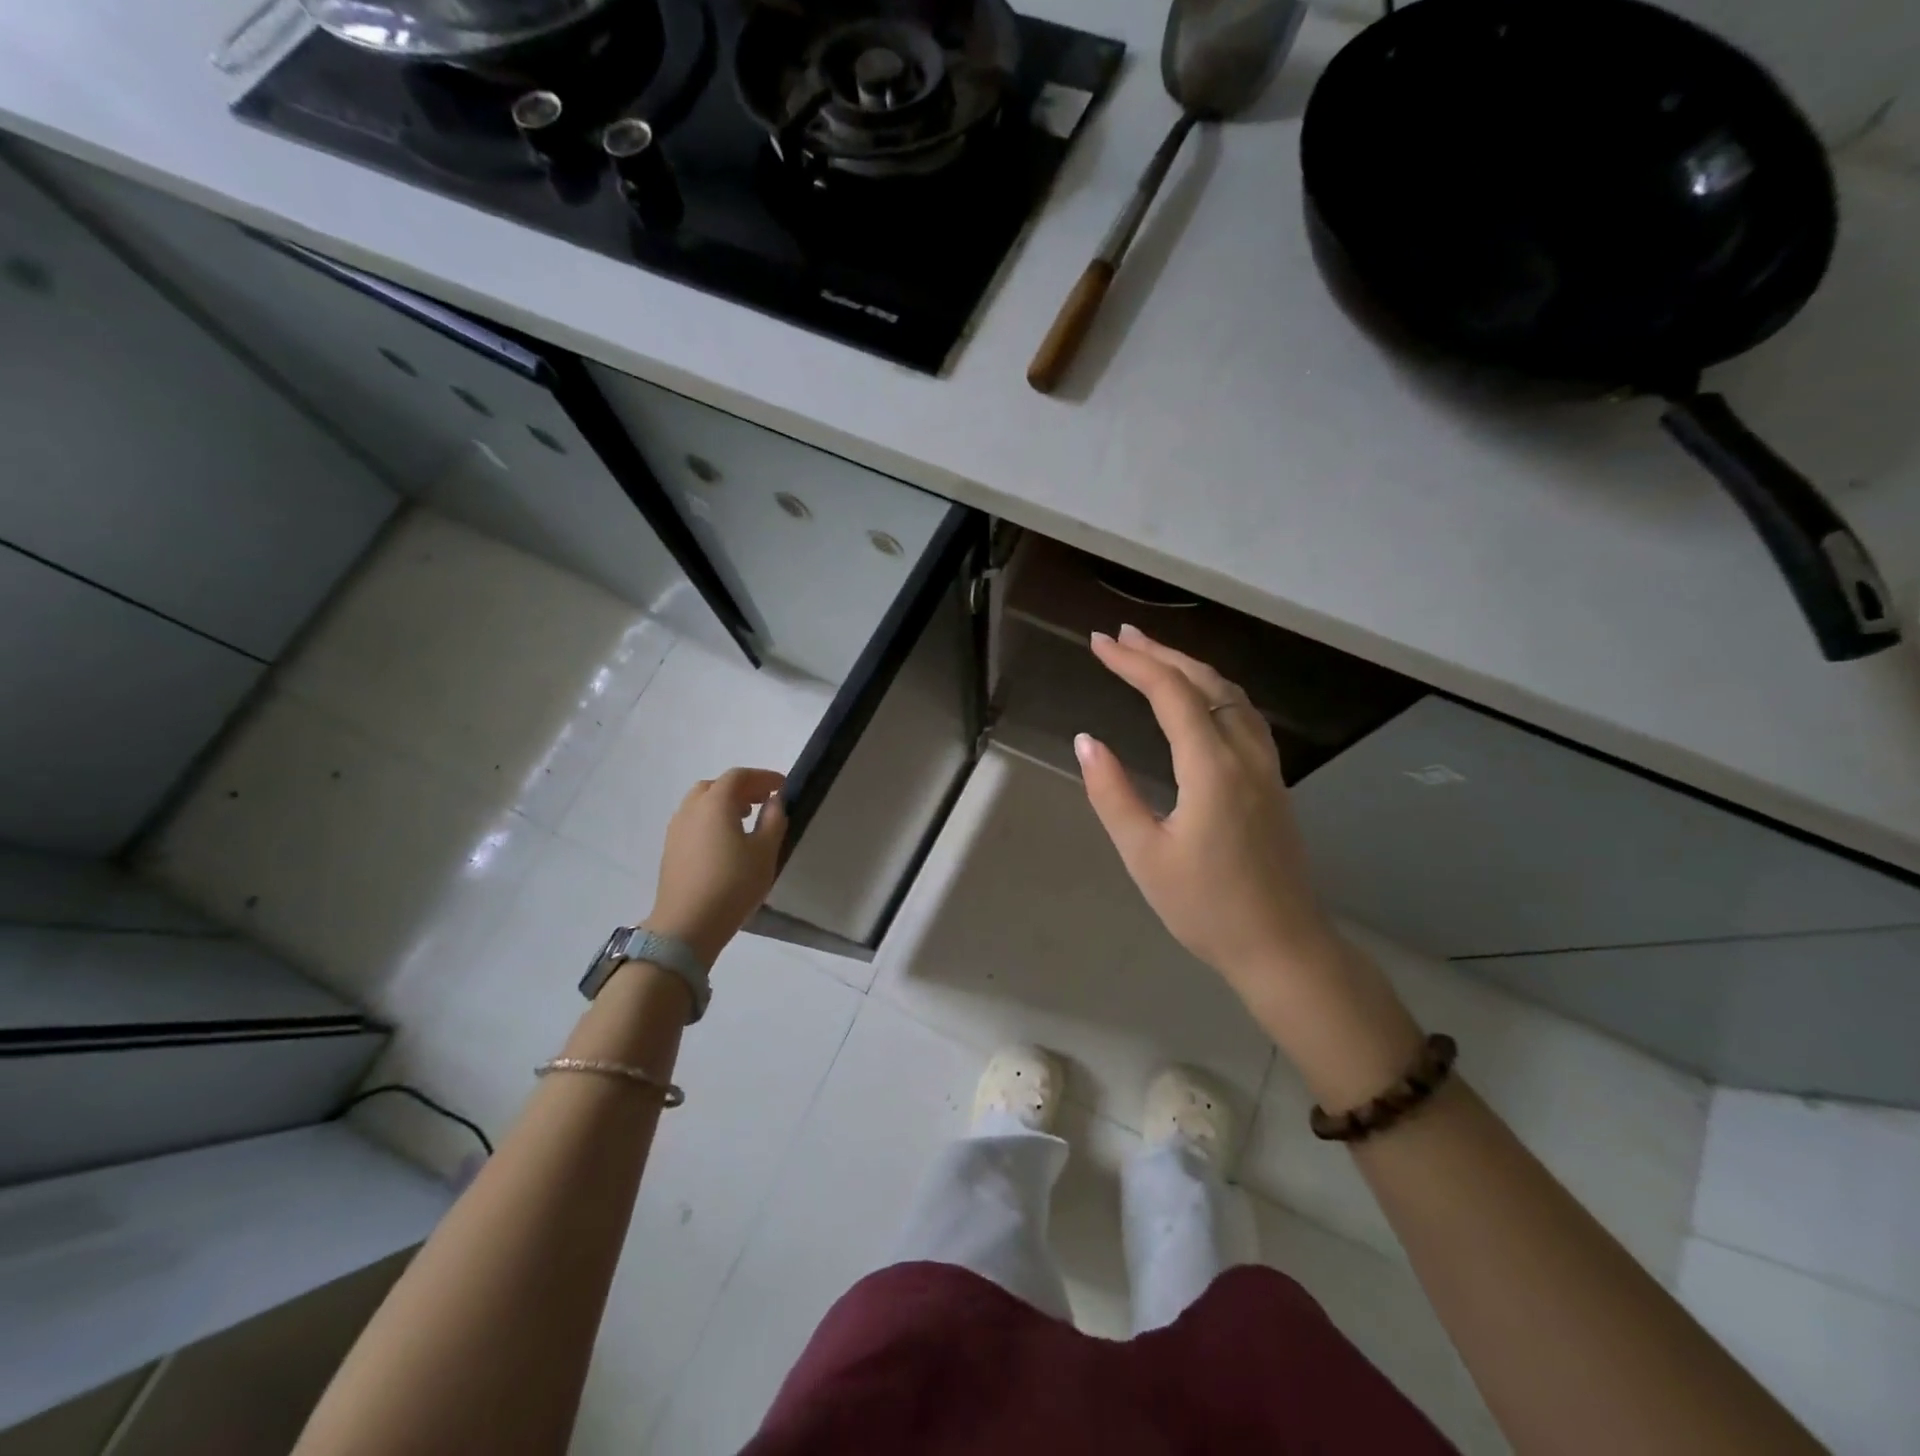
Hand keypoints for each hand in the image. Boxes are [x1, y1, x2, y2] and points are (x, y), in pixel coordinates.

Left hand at [645, 767, 786, 966]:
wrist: (687, 925)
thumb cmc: (733, 884)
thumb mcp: (765, 852)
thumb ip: (774, 820)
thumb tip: (774, 801)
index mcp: (715, 803)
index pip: (739, 776)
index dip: (763, 777)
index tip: (782, 786)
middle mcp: (691, 809)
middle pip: (716, 786)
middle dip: (742, 788)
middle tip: (764, 801)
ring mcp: (676, 829)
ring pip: (701, 803)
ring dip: (724, 803)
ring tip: (746, 820)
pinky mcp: (670, 849)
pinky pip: (693, 821)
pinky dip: (711, 819)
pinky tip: (725, 841)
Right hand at [1079, 627, 1424, 1103]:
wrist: (1282, 946)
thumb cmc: (1206, 907)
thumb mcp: (1144, 855)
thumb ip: (1113, 794)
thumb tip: (1087, 741)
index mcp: (1212, 768)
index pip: (1170, 694)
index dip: (1133, 663)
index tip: (1098, 643)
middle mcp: (1245, 754)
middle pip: (1205, 683)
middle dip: (1160, 653)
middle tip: (1120, 636)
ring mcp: (1266, 767)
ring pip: (1232, 695)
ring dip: (1191, 667)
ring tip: (1154, 656)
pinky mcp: (1273, 782)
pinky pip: (1245, 716)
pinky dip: (1215, 690)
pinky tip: (1201, 699)